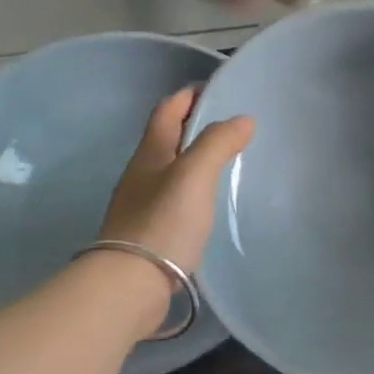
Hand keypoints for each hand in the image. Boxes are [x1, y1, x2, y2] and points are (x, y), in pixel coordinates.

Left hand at [99, 88, 254, 274]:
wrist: (130, 284)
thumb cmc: (163, 222)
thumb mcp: (194, 175)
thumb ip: (218, 143)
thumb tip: (243, 118)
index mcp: (150, 152)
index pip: (167, 110)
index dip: (189, 95)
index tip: (217, 89)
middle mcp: (142, 173)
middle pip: (167, 137)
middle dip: (193, 125)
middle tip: (230, 124)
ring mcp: (142, 204)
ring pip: (170, 168)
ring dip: (193, 157)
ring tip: (225, 159)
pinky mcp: (150, 231)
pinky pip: (173, 197)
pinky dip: (192, 188)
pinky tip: (209, 201)